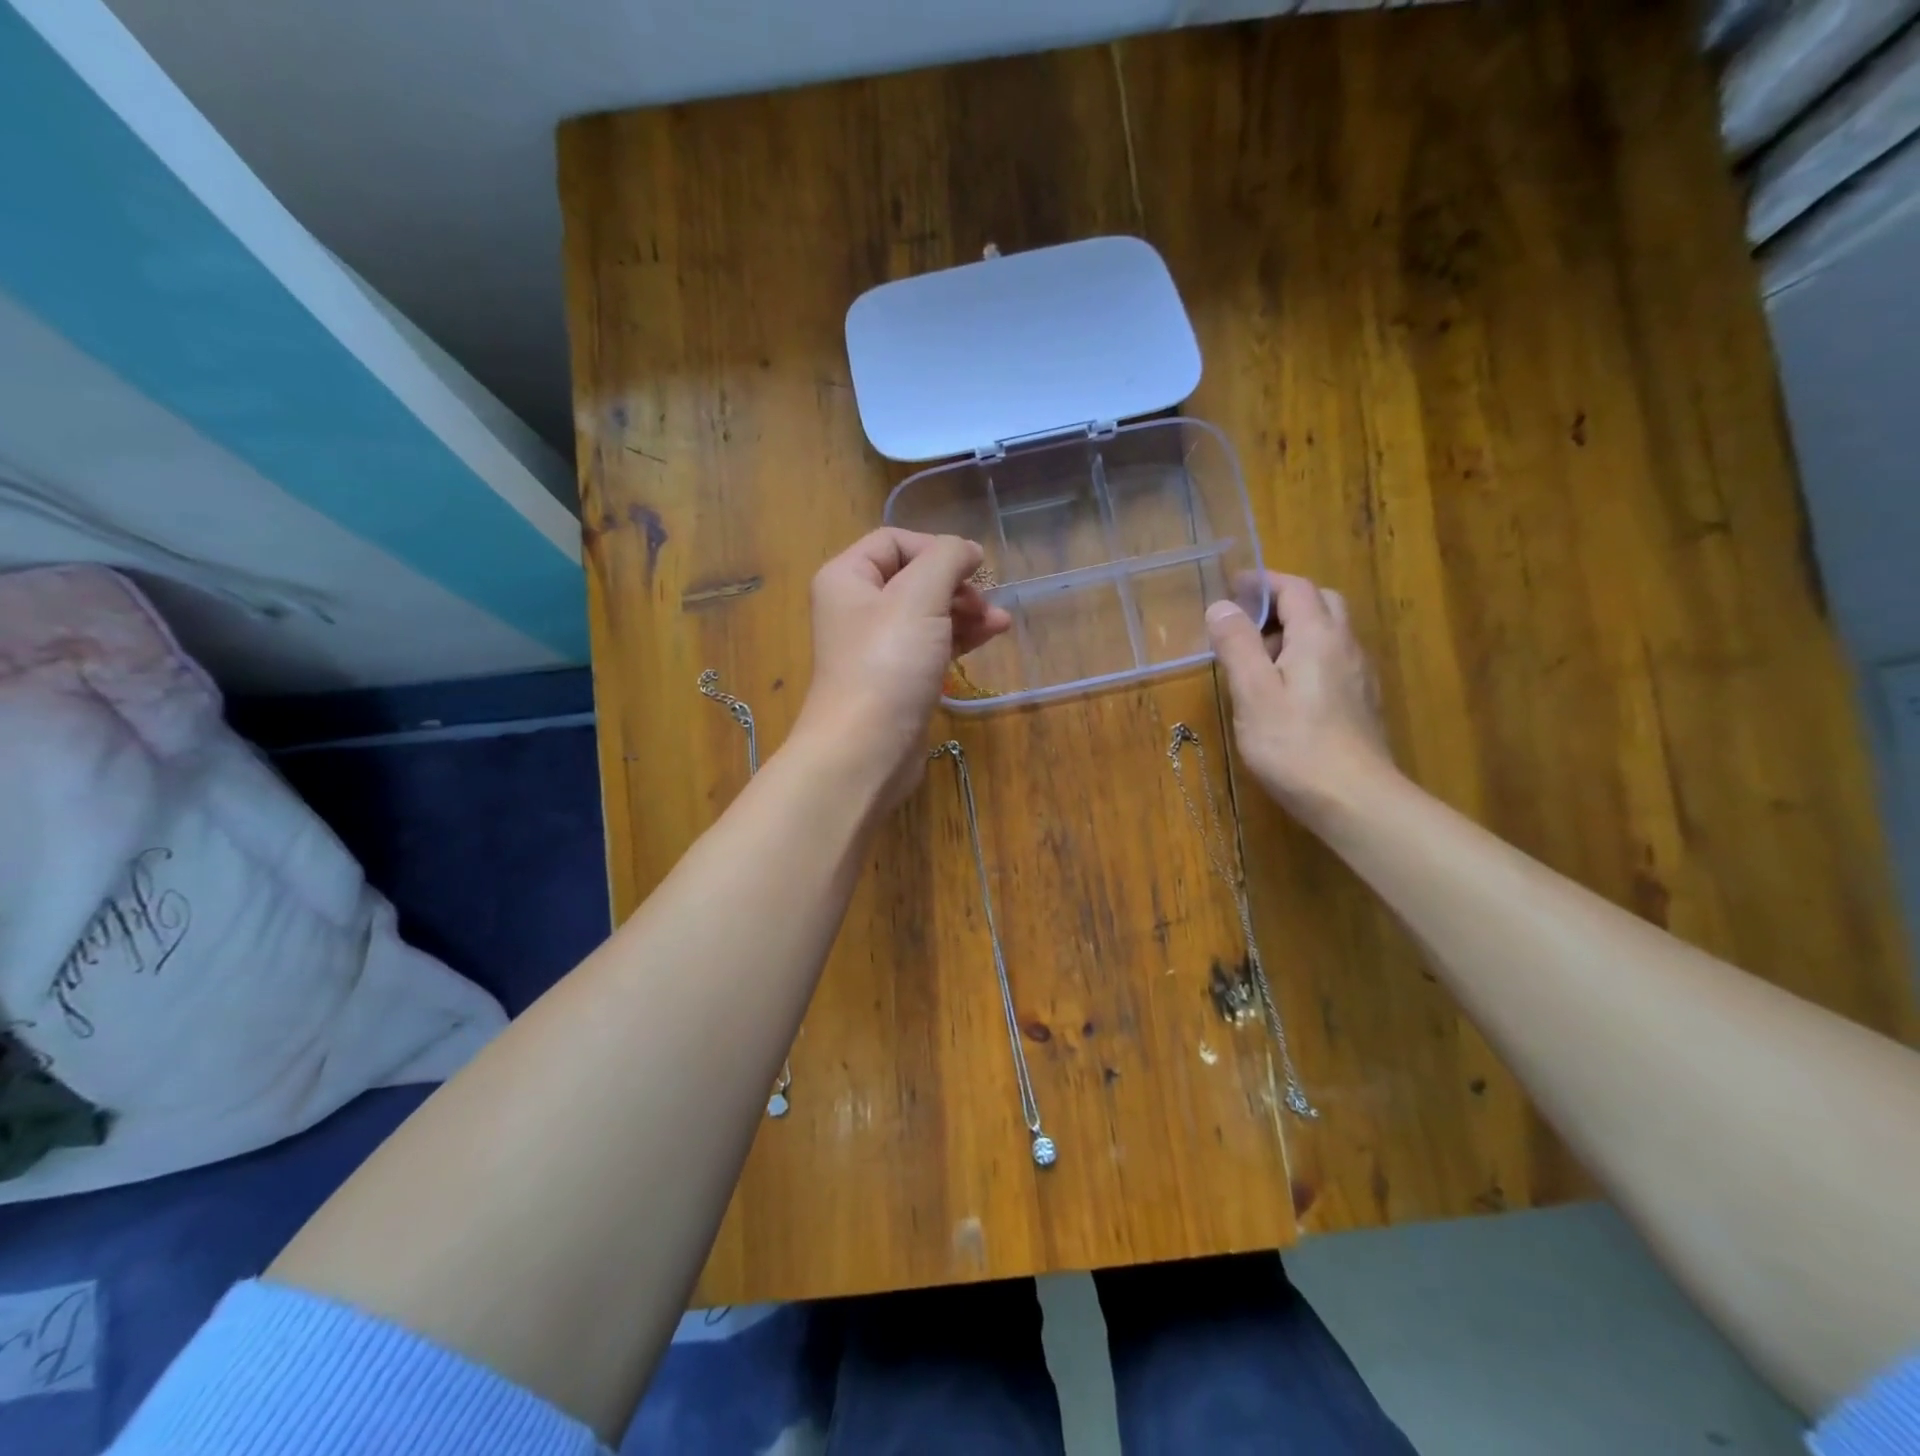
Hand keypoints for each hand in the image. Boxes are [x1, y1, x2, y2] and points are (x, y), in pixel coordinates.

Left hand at [795, 528, 1011, 806]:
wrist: (866, 749)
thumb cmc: (888, 664)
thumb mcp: (919, 596)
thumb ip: (946, 559)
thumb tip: (967, 551)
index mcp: (847, 578)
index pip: (894, 541)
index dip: (936, 548)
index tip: (974, 567)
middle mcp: (856, 608)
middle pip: (914, 578)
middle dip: (956, 584)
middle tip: (985, 602)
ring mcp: (877, 647)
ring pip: (928, 613)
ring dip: (966, 611)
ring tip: (1000, 623)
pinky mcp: (897, 678)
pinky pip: (931, 645)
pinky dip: (959, 638)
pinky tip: (990, 637)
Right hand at [1206, 572, 1394, 823]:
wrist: (1354, 799)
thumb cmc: (1295, 744)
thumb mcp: (1253, 693)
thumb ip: (1237, 645)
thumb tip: (1222, 606)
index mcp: (1319, 637)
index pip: (1295, 588)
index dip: (1263, 582)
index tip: (1231, 587)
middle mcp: (1346, 646)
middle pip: (1320, 603)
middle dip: (1283, 602)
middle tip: (1247, 621)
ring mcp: (1358, 675)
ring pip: (1329, 633)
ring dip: (1295, 630)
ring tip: (1258, 657)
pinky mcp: (1361, 702)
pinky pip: (1333, 660)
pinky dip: (1306, 656)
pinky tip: (1285, 689)